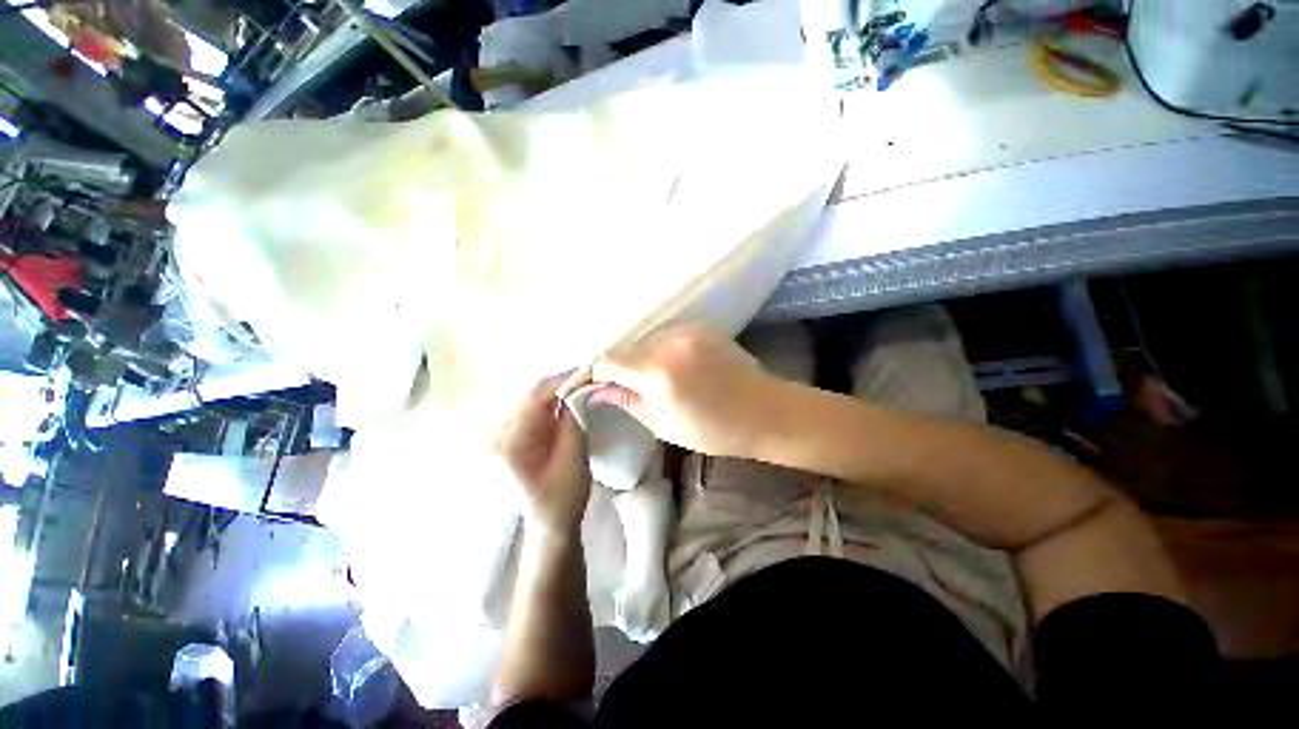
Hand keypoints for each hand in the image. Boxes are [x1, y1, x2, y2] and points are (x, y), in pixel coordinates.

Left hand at [495, 375, 592, 535]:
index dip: (562, 380)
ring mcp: (508, 437)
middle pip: (533, 397)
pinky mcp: (518, 440)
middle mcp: (503, 435)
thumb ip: (571, 420)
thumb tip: (576, 391)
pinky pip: (537, 413)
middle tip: (590, 378)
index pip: (536, 398)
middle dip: (563, 385)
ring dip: (560, 393)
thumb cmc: (563, 497)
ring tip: (585, 386)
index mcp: (512, 442)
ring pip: (536, 402)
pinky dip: (555, 405)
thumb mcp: (573, 456)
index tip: (588, 372)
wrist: (551, 526)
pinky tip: (572, 402)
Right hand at [591, 325, 779, 457]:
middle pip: (628, 350)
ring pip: (647, 342)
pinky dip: (664, 351)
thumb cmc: (717, 430)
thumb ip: (630, 403)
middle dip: (626, 370)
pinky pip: (668, 337)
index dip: (601, 376)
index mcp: (659, 373)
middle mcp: (669, 343)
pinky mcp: (701, 327)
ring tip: (664, 382)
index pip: (609, 362)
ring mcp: (687, 331)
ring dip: (645, 359)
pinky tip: (682, 369)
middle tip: (639, 391)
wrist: (767, 411)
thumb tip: (600, 391)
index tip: (606, 389)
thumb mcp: (666, 426)